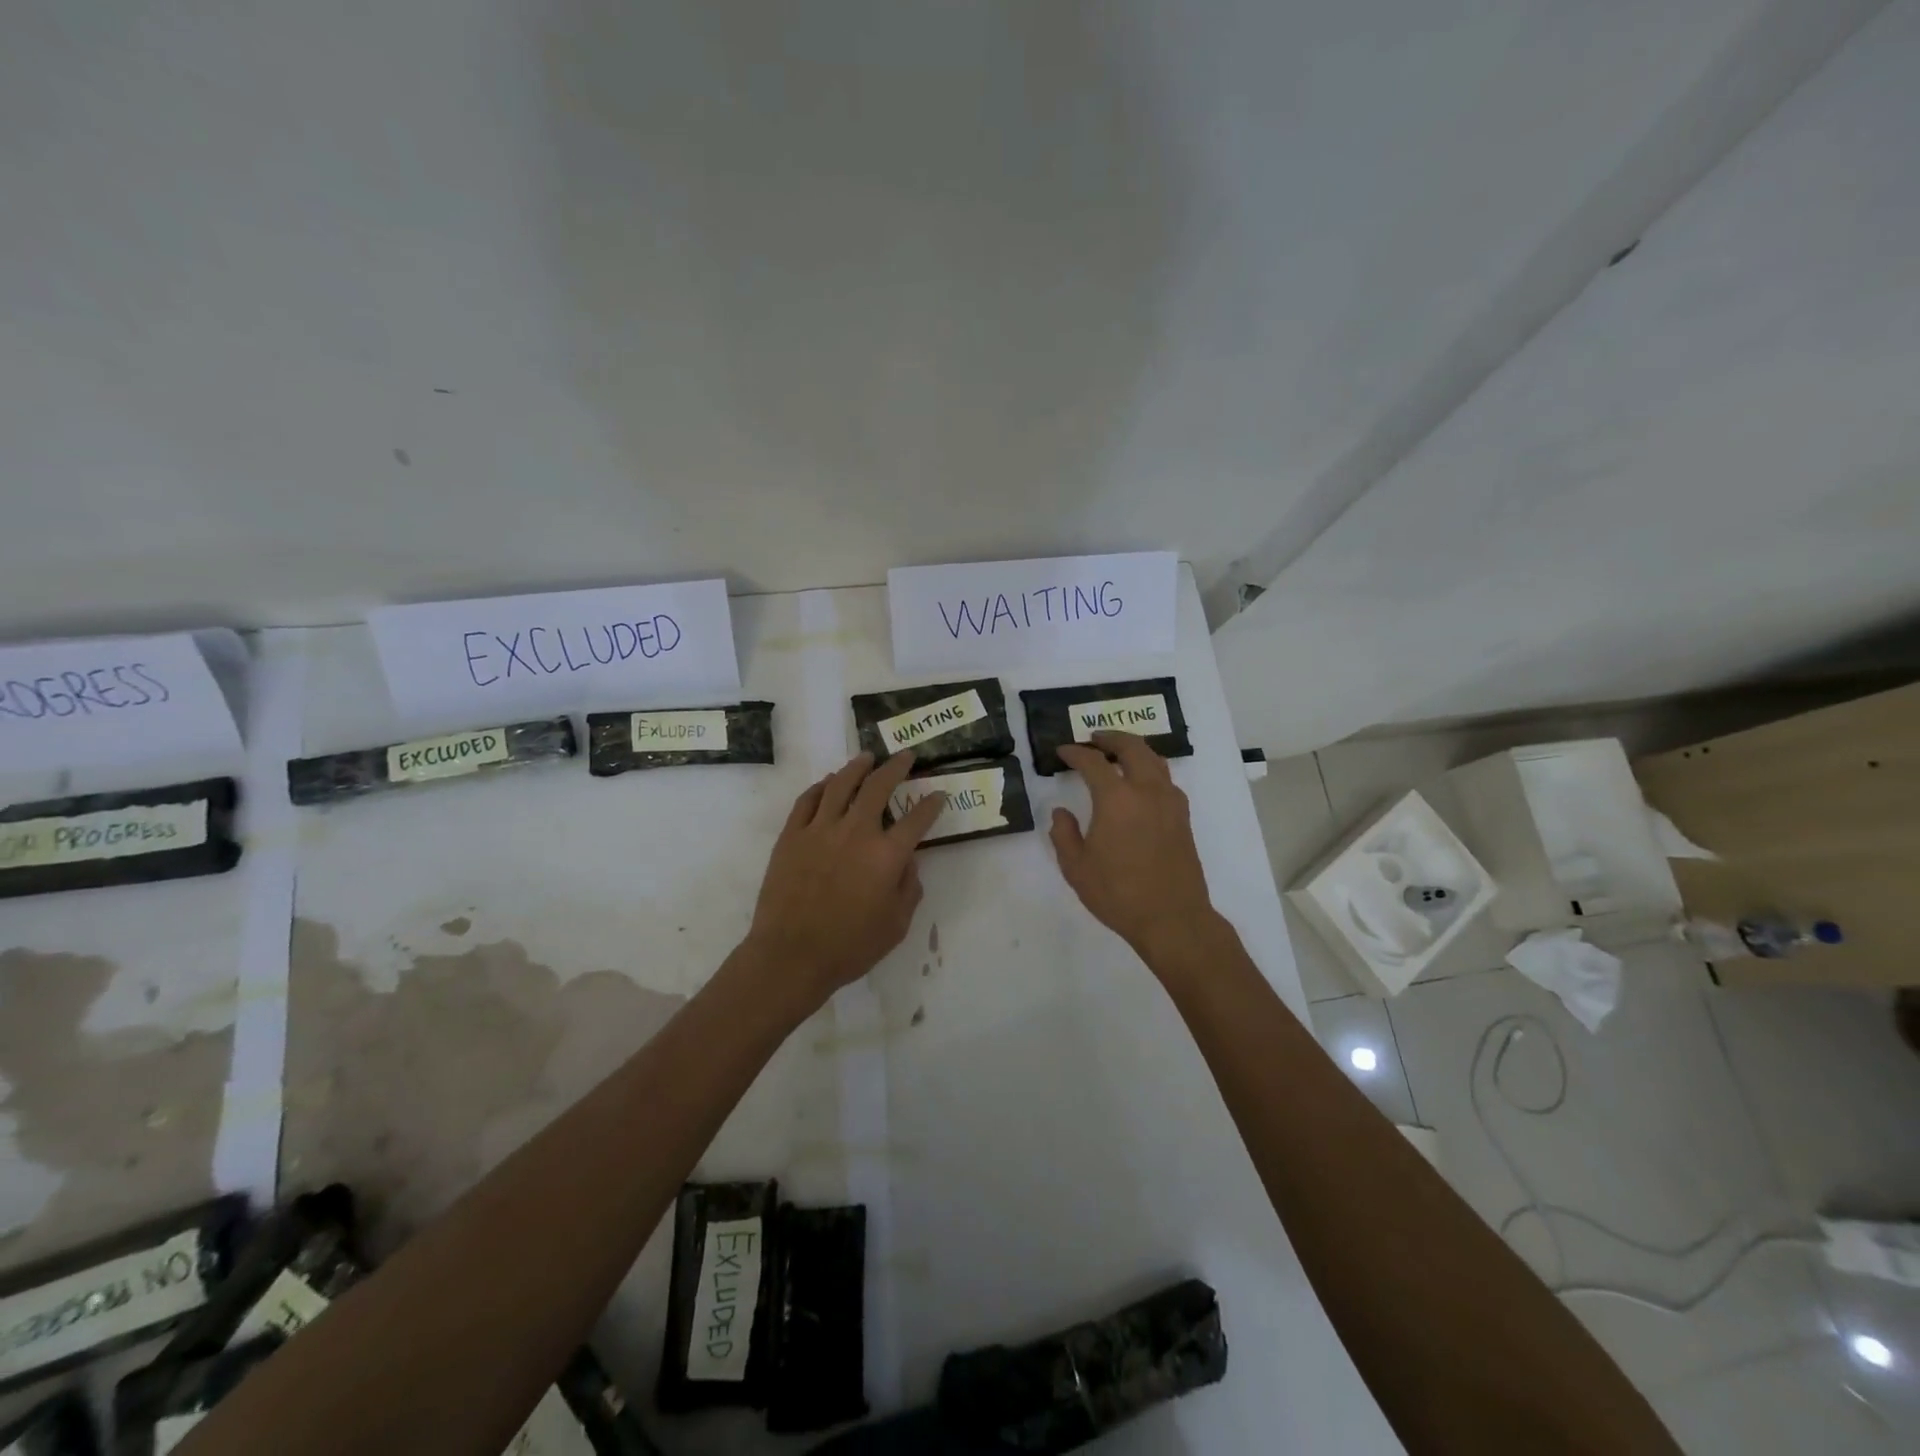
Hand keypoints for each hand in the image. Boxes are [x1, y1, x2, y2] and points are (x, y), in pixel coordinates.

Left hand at [743, 751, 944, 1014]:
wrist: (791, 955)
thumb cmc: (850, 946)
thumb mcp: (896, 924)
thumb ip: (908, 887)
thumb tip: (907, 860)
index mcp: (886, 855)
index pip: (917, 819)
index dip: (931, 804)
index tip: (938, 794)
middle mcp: (856, 832)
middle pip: (878, 786)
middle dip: (896, 767)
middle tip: (905, 757)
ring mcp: (820, 829)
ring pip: (840, 784)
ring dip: (857, 767)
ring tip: (866, 757)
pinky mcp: (792, 835)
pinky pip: (807, 800)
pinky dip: (821, 787)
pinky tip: (828, 783)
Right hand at [1050, 732, 1217, 965]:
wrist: (1172, 918)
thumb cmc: (1118, 894)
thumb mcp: (1076, 868)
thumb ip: (1064, 834)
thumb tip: (1061, 812)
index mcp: (1116, 799)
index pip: (1093, 762)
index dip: (1075, 753)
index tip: (1062, 751)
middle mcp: (1147, 791)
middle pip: (1132, 748)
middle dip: (1111, 738)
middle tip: (1094, 738)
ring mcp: (1170, 803)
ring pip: (1154, 760)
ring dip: (1134, 749)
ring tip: (1118, 753)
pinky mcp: (1183, 818)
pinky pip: (1166, 780)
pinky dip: (1150, 769)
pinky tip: (1140, 784)